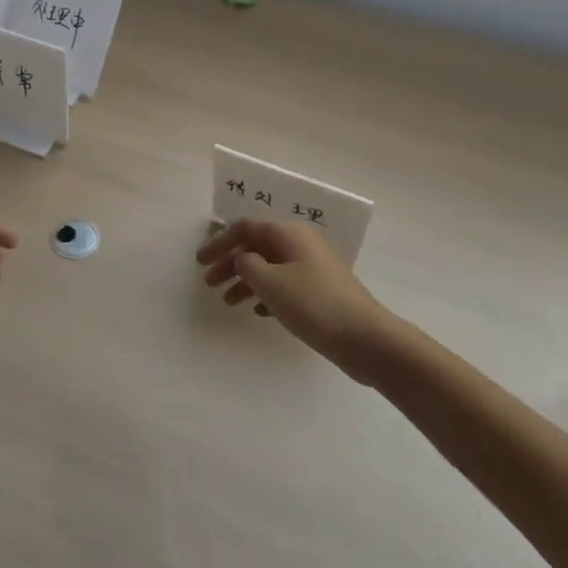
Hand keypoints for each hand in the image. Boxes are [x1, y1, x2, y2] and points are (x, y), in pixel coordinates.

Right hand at [197, 218, 389, 363]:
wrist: (366, 338)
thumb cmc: (313, 304)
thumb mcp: (271, 282)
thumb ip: (247, 265)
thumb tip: (242, 259)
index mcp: (288, 233)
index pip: (245, 228)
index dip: (220, 243)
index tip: (200, 262)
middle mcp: (300, 243)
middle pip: (257, 246)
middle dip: (230, 263)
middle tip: (210, 283)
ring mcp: (313, 267)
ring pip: (270, 267)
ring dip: (246, 281)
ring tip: (228, 302)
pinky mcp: (321, 291)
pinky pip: (285, 284)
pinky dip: (267, 294)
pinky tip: (258, 312)